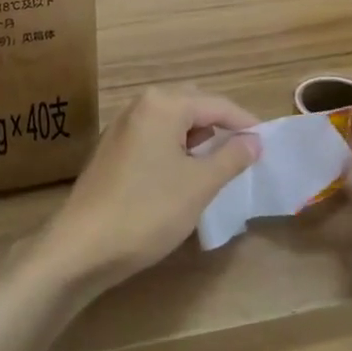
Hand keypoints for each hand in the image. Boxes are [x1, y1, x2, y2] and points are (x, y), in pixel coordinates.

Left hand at [37, 89, 260, 293]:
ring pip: (172, 121)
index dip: (245, 122)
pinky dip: (175, 147)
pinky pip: (154, 136)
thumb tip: (254, 140)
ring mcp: (122, 126)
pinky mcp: (113, 148)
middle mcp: (140, 105)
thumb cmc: (147, 211)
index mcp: (162, 104)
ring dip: (197, 137)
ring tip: (220, 164)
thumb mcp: (199, 185)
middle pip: (192, 105)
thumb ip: (230, 157)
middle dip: (220, 125)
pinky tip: (185, 173)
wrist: (83, 246)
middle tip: (246, 152)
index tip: (268, 143)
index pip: (216, 104)